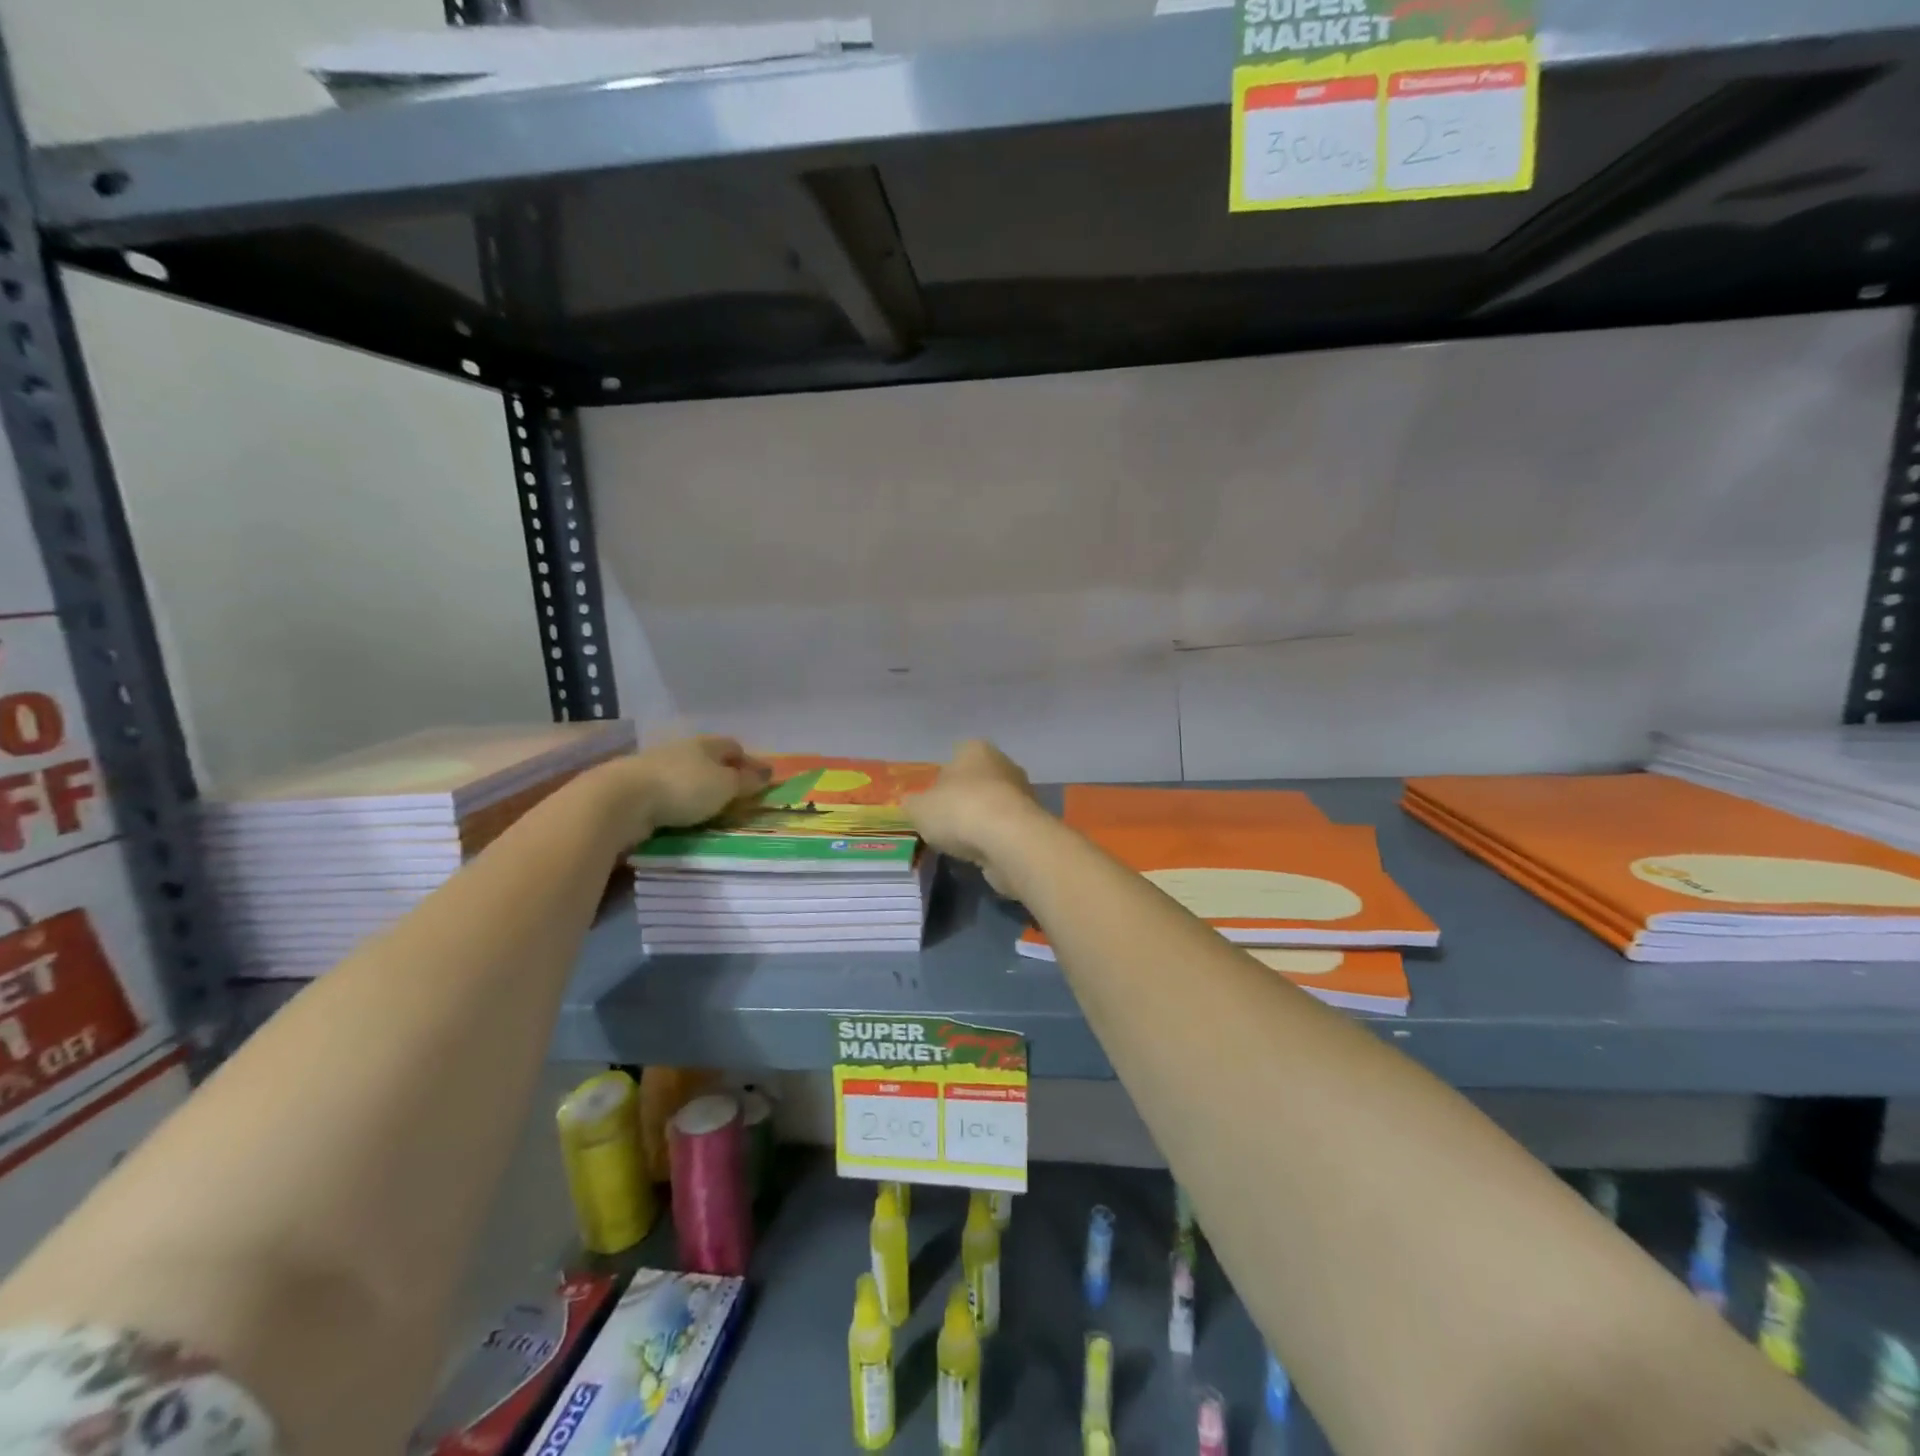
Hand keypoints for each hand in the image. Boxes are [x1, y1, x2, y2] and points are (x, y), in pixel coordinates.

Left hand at [591, 735, 771, 843]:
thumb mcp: (724, 786)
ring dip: (696, 786)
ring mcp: (655, 765)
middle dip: (722, 772)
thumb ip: (746, 780)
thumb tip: (768, 772)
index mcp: (706, 744)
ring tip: (707, 806)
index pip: (733, 746)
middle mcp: (681, 749)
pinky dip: (676, 798)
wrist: (621, 799)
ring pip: (685, 773)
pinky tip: (679, 812)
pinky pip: (666, 789)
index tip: (758, 779)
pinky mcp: (636, 786)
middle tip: (734, 794)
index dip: (747, 761)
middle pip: (708, 758)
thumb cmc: (683, 788)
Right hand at [904, 740, 1046, 893]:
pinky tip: (982, 854)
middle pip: (977, 780)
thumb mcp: (918, 808)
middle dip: (964, 799)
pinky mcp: (1033, 823)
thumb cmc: (959, 811)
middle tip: (945, 822)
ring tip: (962, 843)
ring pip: (993, 805)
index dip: (942, 777)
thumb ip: (913, 804)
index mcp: (975, 749)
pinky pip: (1006, 828)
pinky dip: (994, 839)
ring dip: (980, 821)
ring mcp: (1022, 793)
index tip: (933, 800)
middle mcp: (1003, 764)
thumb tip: (912, 804)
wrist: (1009, 840)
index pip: (956, 755)